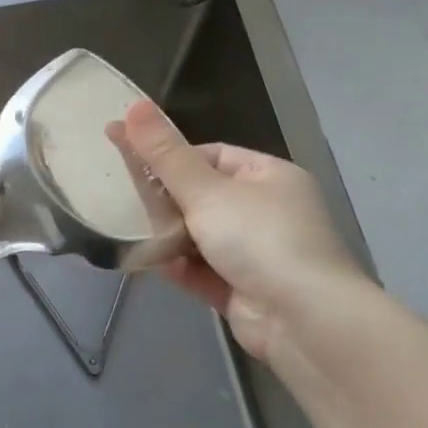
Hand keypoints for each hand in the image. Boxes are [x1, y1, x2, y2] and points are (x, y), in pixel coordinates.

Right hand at [120, 100, 368, 359]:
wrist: (304, 321)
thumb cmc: (259, 239)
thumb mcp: (206, 191)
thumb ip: (164, 154)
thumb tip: (132, 106)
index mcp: (269, 177)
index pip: (212, 156)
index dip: (172, 158)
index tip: (134, 164)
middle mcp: (266, 212)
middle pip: (202, 197)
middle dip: (165, 200)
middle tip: (123, 199)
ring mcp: (255, 253)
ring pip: (198, 235)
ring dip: (167, 236)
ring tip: (128, 230)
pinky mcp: (242, 289)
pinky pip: (201, 270)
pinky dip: (177, 267)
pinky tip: (148, 262)